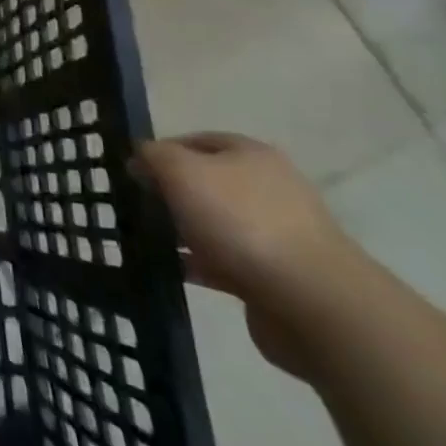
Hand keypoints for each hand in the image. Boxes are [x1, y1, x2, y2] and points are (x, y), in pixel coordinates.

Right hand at [135, 132, 361, 375]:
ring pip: (213, 224)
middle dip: (170, 193)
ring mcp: (275, 234)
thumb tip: (139, 158)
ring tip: (146, 240)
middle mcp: (267, 188)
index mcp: (251, 154)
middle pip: (205, 182)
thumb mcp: (182, 171)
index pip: (195, 140)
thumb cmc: (242, 221)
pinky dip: (197, 264)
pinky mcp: (274, 277)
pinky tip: (171, 270)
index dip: (160, 152)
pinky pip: (224, 262)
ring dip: (182, 231)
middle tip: (135, 206)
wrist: (313, 304)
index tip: (132, 172)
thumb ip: (154, 156)